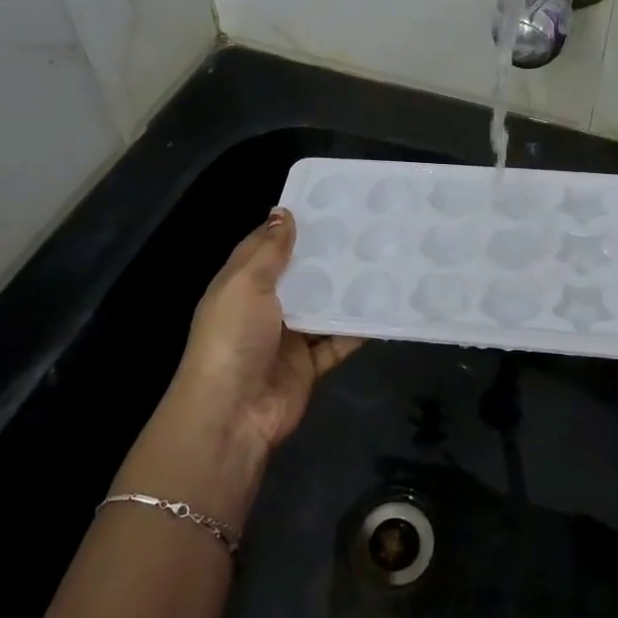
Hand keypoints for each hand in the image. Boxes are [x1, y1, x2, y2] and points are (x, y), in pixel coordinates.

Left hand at [169, 208, 363, 454]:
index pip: (267, 247)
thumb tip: (283, 211)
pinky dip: (359, 329)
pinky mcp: (310, 365)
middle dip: (328, 256)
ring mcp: (289, 338)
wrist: (233, 413)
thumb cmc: (233, 337)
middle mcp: (265, 308)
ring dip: (347, 290)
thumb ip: (269, 250)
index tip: (328, 204)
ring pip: (323, 307)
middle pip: (300, 276)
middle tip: (368, 228)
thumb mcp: (245, 284)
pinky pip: (339, 342)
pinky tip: (385, 307)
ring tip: (383, 261)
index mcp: (242, 285)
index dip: (292, 227)